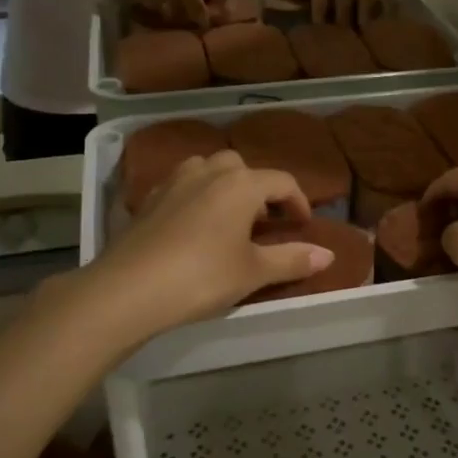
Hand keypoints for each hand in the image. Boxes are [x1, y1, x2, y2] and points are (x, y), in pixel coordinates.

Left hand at [89, 152, 334, 331]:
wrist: (128, 289)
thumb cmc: (201, 276)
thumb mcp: (253, 272)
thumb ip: (292, 259)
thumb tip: (328, 255)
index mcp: (241, 184)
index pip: (282, 182)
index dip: (298, 202)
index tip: (303, 226)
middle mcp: (209, 172)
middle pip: (243, 167)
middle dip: (259, 189)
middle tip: (265, 222)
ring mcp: (175, 182)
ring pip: (209, 169)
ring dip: (225, 186)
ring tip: (229, 218)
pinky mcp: (150, 199)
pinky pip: (183, 185)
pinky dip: (197, 196)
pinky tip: (194, 226)